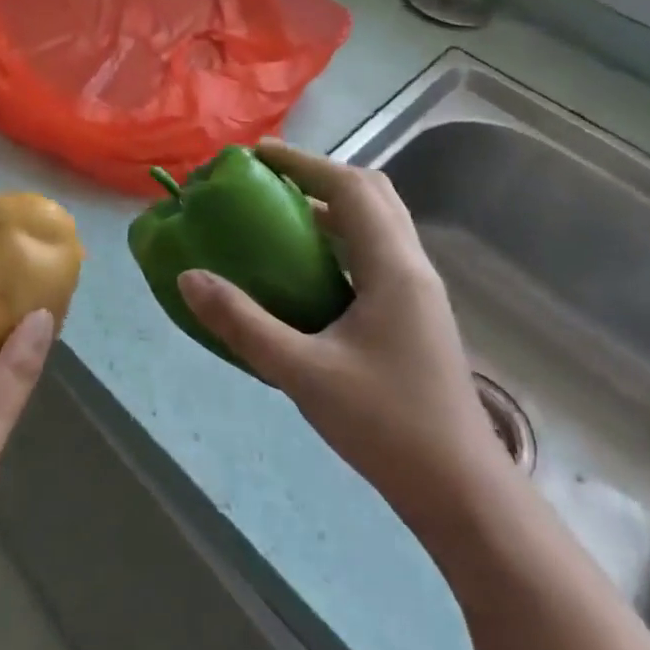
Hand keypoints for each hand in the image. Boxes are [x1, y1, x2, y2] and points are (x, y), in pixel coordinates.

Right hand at [176, 140, 512, 539]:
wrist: (462, 493)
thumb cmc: (387, 426)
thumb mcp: (302, 373)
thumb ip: (242, 323)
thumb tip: (188, 277)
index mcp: (393, 268)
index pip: (351, 187)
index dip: (303, 162)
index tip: (256, 155)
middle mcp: (412, 268)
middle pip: (372, 194)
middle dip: (319, 176)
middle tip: (268, 181)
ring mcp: (418, 293)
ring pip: (377, 224)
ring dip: (331, 207)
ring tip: (278, 215)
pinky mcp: (415, 315)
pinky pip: (375, 254)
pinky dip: (340, 240)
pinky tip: (305, 270)